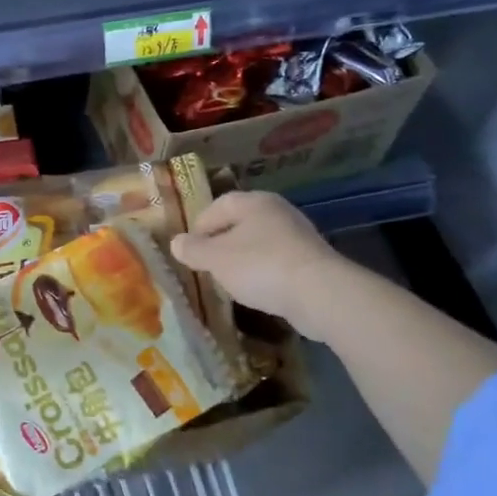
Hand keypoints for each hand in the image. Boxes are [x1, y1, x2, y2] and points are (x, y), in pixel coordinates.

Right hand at [170, 191, 339, 328]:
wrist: (319, 293)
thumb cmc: (260, 266)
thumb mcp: (216, 259)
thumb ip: (193, 250)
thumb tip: (176, 243)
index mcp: (254, 202)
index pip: (218, 205)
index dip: (199, 226)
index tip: (190, 249)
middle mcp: (278, 211)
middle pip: (240, 222)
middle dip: (221, 243)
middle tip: (208, 265)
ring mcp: (298, 235)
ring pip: (259, 242)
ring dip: (243, 258)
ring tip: (230, 280)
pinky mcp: (311, 259)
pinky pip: (277, 260)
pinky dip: (264, 271)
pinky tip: (258, 289)